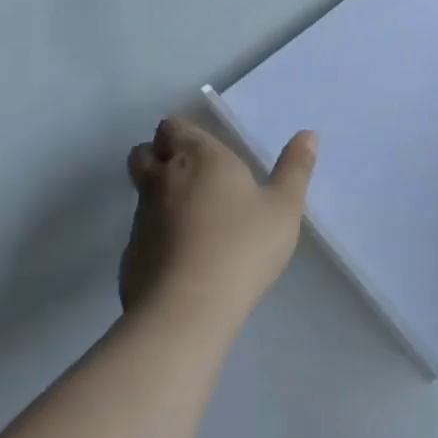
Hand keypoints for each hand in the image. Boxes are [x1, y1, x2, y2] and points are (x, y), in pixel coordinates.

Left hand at [122, 118, 315, 324]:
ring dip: (157, 194)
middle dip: (158, 154)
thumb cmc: (243, 246)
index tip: (200, 145)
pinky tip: (182, 254)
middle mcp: (164, 180)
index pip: (173, 128)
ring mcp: (142, 218)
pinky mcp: (130, 255)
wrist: (187, 310)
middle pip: (144, 153)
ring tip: (191, 214)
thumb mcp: (284, 207)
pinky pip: (141, 231)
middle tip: (189, 171)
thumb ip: (295, 168)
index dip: (181, 132)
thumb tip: (307, 134)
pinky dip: (155, 233)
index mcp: (200, 158)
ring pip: (141, 192)